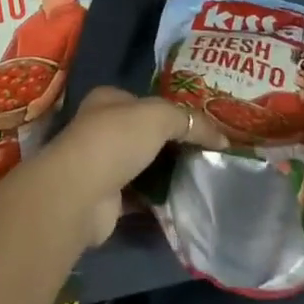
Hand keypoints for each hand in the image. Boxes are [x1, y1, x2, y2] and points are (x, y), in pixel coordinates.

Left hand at [35, 86, 225, 246]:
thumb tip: (222, 138)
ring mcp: (102, 165)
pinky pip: (140, 196)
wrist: (82, 193)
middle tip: (205, 154)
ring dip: (166, 173)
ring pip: (142, 165)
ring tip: (201, 178)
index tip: (200, 126)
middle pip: (144, 134)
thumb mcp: (159, 116)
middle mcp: (101, 129)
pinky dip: (158, 199)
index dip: (172, 111)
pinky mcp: (106, 199)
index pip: (144, 101)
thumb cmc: (117, 139)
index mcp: (108, 100)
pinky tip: (183, 203)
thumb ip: (190, 121)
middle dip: (171, 144)